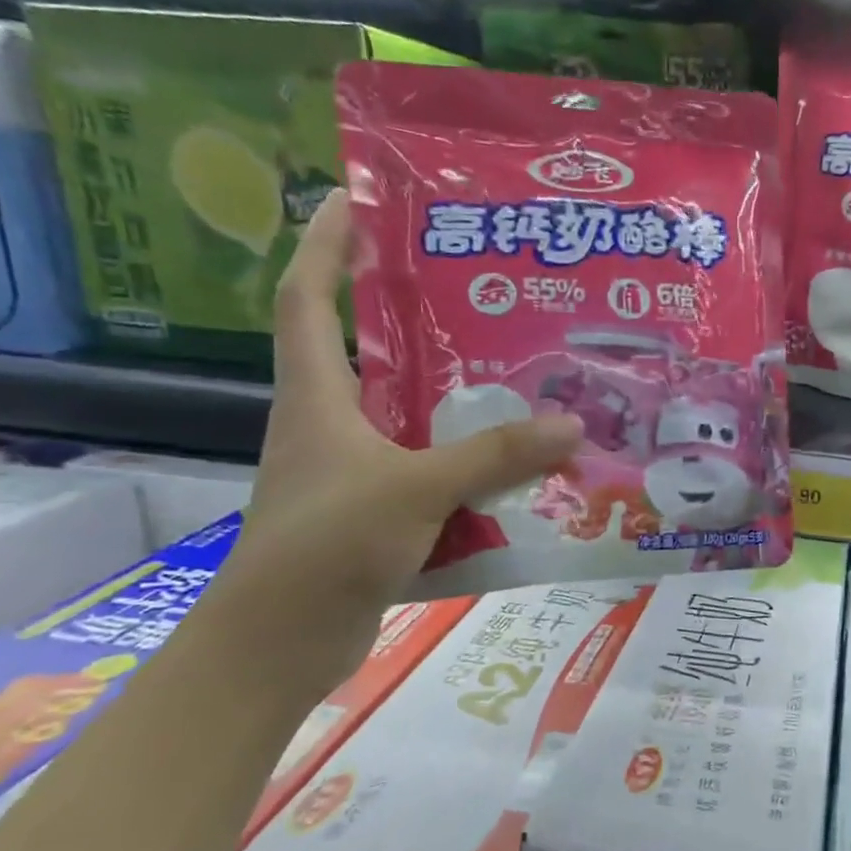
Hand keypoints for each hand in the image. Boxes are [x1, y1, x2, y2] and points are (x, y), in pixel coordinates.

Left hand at [217, 197, 581, 697]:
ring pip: (412, 419)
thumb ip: (495, 456)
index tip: (356, 204)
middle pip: (372, 355)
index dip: (324, 248)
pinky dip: (469, 466)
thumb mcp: (416, 489)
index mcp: (318, 398)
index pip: (308, 301)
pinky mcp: (375, 514)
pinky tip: (517, 468)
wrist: (277, 646)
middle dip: (416, 321)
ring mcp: (353, 473)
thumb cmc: (326, 546)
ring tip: (519, 377)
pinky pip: (433, 473)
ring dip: (457, 401)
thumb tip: (574, 425)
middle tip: (483, 296)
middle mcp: (331, 425)